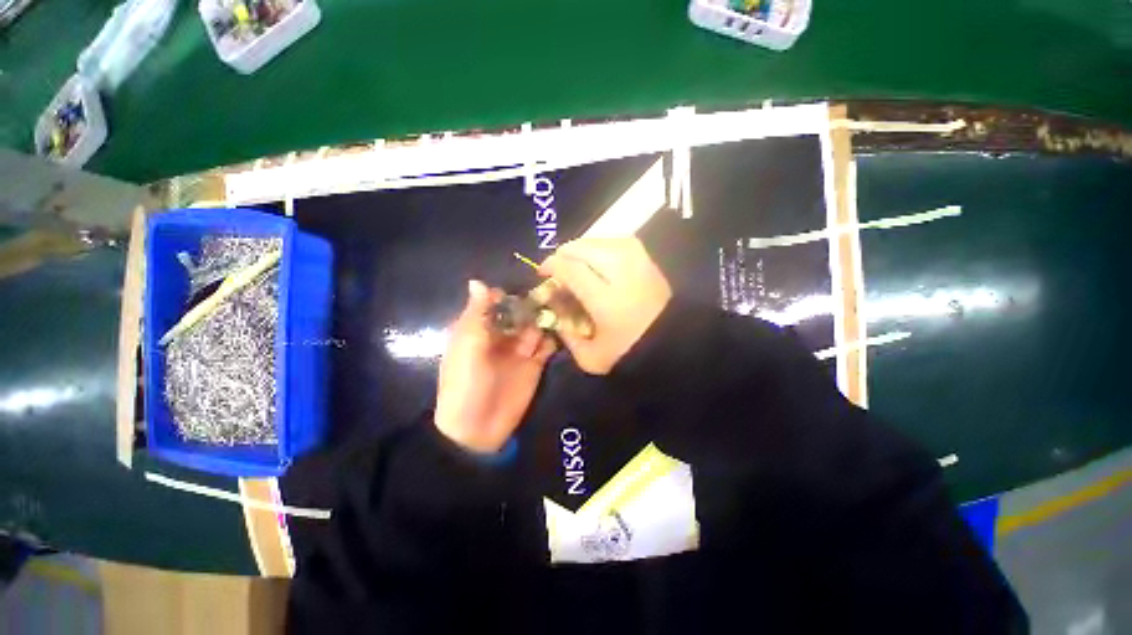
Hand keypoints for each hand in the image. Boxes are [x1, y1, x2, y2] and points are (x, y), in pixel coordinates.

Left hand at [435, 280, 556, 452]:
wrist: (477, 428)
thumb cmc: (466, 383)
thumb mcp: (467, 345)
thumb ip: (477, 314)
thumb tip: (477, 281)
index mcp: (480, 329)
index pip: (497, 303)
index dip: (510, 294)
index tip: (528, 283)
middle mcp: (502, 335)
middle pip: (521, 313)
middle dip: (534, 305)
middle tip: (555, 293)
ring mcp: (520, 350)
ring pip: (536, 326)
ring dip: (548, 318)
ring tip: (564, 307)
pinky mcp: (536, 364)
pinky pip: (548, 345)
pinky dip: (555, 336)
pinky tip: (564, 328)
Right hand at [540, 238, 671, 373]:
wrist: (673, 345)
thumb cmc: (629, 354)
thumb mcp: (590, 357)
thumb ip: (565, 334)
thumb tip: (553, 308)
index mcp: (606, 301)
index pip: (571, 268)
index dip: (551, 265)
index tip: (543, 272)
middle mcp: (622, 275)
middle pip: (585, 248)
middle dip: (565, 253)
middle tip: (558, 267)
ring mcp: (639, 264)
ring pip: (602, 240)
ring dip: (583, 248)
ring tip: (576, 261)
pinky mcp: (649, 261)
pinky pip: (620, 241)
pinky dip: (603, 245)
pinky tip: (598, 257)